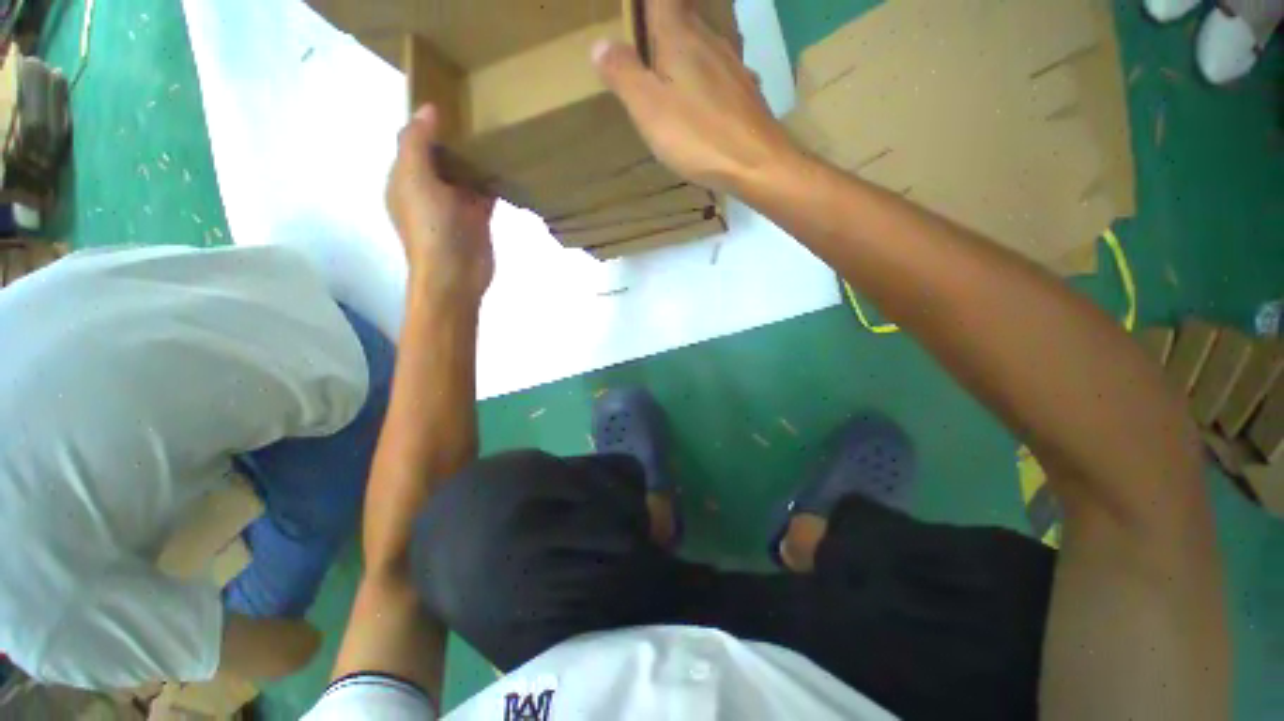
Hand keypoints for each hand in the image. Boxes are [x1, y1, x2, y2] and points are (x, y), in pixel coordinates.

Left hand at [387, 105, 496, 301]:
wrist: (455, 274)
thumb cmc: (430, 227)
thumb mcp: (414, 179)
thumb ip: (417, 142)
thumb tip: (428, 109)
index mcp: (406, 179)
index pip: (414, 143)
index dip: (428, 124)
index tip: (451, 102)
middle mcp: (429, 190)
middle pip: (442, 157)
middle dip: (456, 139)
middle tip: (479, 113)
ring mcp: (455, 206)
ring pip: (465, 174)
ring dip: (476, 159)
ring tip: (495, 134)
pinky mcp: (478, 219)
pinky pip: (485, 193)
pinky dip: (493, 181)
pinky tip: (506, 165)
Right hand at [592, 0, 795, 193]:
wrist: (757, 165)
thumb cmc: (699, 136)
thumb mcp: (649, 108)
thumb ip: (623, 74)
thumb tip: (600, 44)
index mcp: (680, 37)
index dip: (647, 2)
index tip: (639, 12)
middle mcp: (710, 40)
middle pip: (683, 17)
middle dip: (663, 23)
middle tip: (644, 39)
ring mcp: (733, 66)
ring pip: (703, 45)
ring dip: (684, 51)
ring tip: (668, 70)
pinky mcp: (745, 93)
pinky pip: (718, 74)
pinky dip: (704, 79)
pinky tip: (700, 101)